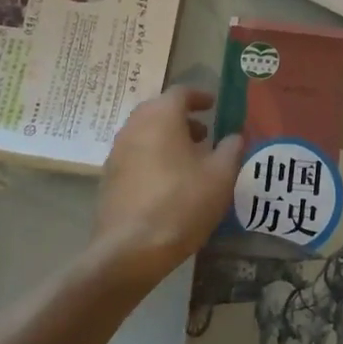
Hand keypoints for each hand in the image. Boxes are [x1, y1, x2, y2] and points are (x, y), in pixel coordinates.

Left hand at [93, 87, 243, 287]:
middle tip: (204, 133)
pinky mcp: (108, 179)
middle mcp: (134, 127)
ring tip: (189, 159)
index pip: (180, 92)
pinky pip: (135, 156)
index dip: (199, 96)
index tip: (213, 105)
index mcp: (161, 116)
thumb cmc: (181, 203)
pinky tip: (168, 182)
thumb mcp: (221, 176)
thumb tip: (234, 137)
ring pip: (145, 133)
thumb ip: (231, 149)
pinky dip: (152, 157)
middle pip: (159, 110)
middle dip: (182, 118)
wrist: (129, 250)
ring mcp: (116, 153)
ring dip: (167, 138)